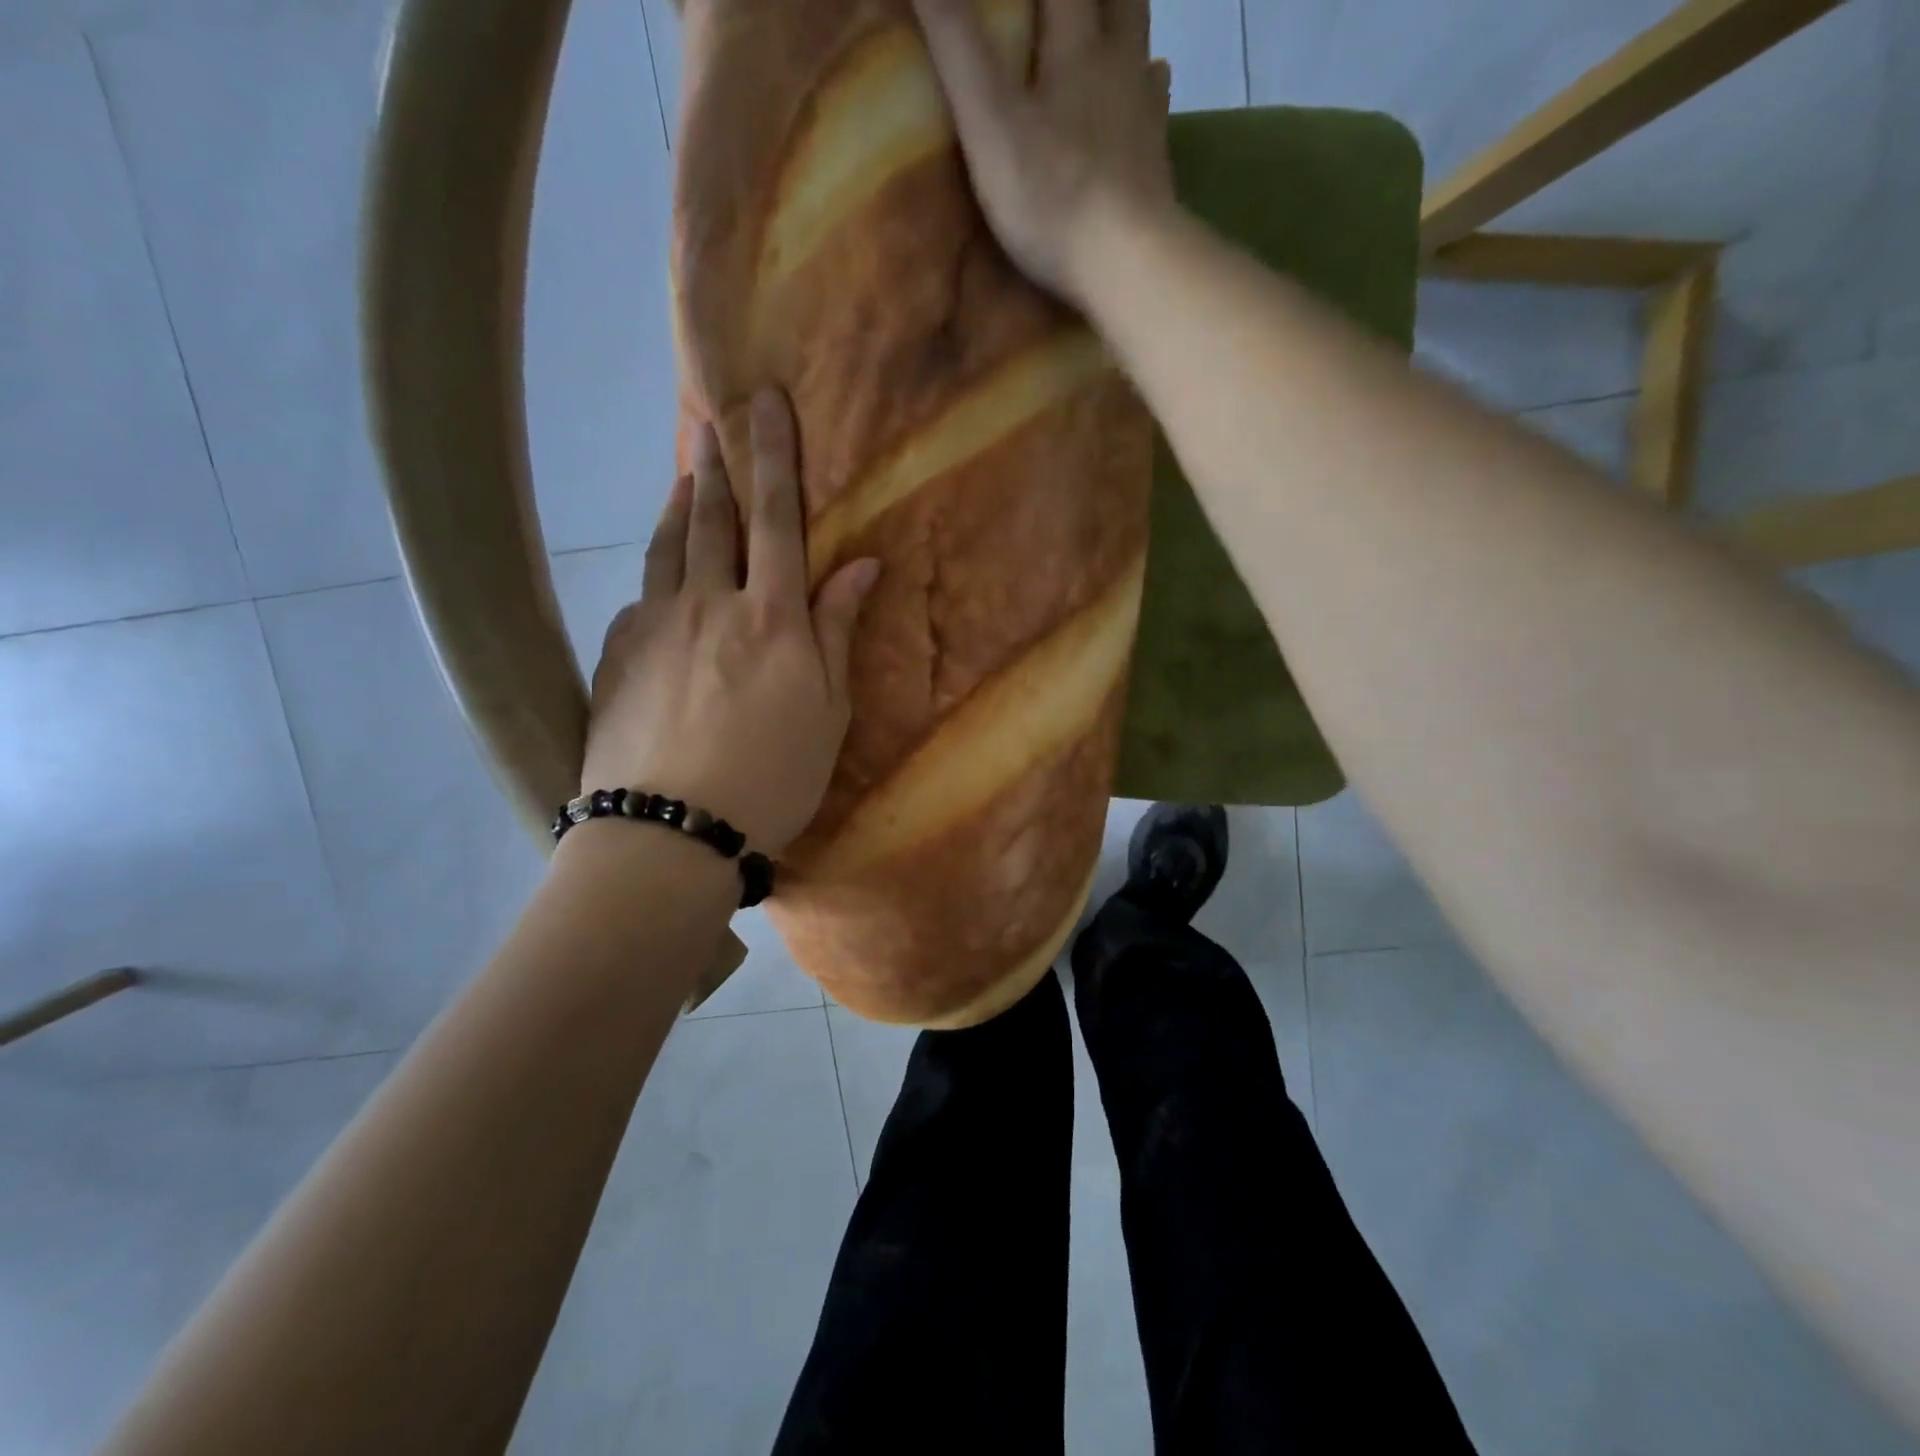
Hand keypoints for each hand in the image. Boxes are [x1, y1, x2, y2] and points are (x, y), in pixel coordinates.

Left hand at [581, 390, 879, 857]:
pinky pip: (640, 598)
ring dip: (680, 508)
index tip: (765, 402)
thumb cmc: (772, 776)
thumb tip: (860, 565)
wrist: (671, 829)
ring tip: (686, 479)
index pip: (775, 518)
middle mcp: (708, 604)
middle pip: (712, 520)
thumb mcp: (828, 711)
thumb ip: (837, 631)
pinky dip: (656, 577)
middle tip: (712, 421)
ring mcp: (653, 625)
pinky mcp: (616, 654)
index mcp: (770, 617)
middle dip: (717, 465)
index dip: (773, 456)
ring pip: (667, 549)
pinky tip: (659, 583)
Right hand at [913, 0, 1172, 304]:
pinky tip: (1146, 84)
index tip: (1008, 0)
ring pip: (1137, 37)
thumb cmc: (1052, 195)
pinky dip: (1149, 82)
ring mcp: (1142, 111)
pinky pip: (1156, 100)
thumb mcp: (988, 121)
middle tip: (1061, 5)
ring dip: (1122, 15)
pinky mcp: (1156, 159)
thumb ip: (957, 46)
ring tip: (1106, 14)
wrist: (1126, 262)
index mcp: (1075, 42)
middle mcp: (1118, 60)